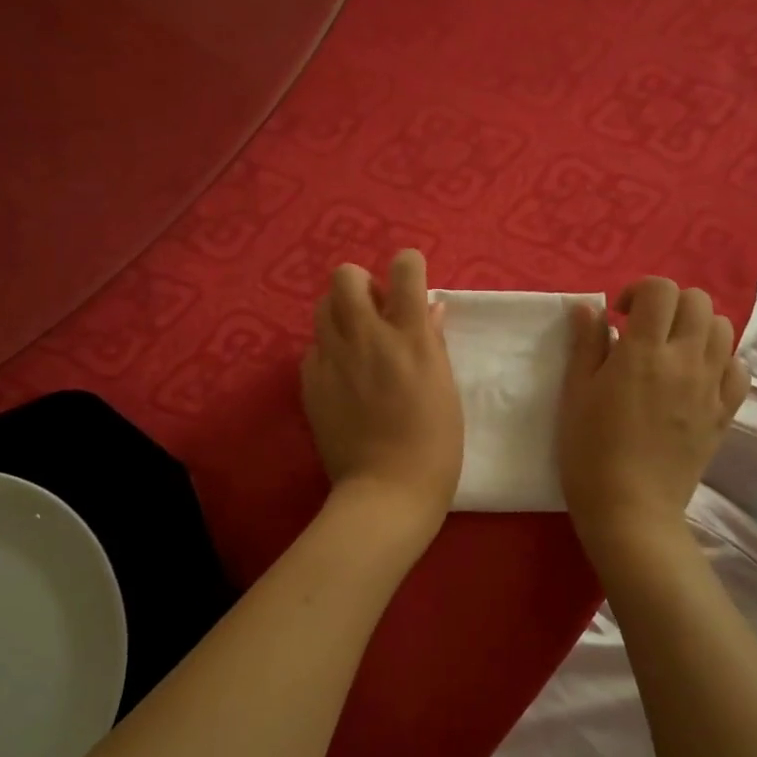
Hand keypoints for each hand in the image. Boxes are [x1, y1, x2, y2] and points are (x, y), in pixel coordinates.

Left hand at [302, 249, 463, 524]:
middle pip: (346, 276)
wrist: (386, 491)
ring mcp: (334, 359)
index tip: (410, 283)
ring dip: (340, 313)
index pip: (405, 267)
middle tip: (375, 312)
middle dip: (361, 283)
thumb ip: (432, 341)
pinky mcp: (311, 382)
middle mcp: (367, 337)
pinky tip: (341, 377)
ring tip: (355, 342)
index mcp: (410, 337)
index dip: (408, 266)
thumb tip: (429, 307)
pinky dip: (328, 351)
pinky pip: (313, 348)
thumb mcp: (445, 388)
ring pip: (322, 306)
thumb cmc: (434, 445)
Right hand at [557, 278, 750, 541]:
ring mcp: (711, 387)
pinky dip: (722, 360)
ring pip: (724, 329)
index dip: (640, 290)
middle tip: (646, 329)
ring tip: (672, 350)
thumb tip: (592, 308)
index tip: (621, 315)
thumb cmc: (589, 451)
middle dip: (670, 304)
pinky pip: (740, 369)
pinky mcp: (725, 413)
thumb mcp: (575, 394)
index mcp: (644, 352)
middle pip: (698, 301)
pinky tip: (697, 375)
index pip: (661, 290)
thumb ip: (586, 345)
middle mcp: (685, 361)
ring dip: (697, 327)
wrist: (630, 509)